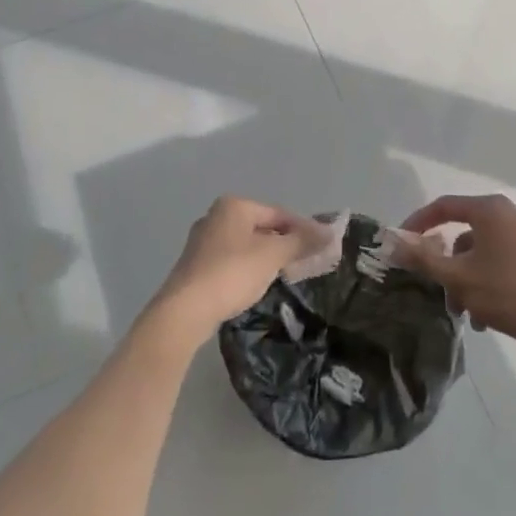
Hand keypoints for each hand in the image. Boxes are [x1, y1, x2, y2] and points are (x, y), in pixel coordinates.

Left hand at [155, 196, 329, 338]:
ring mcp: (203, 241)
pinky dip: (249, 268)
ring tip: (286, 274)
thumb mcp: (273, 255)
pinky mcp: (196, 265)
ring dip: (267, 257)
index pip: (279, 213)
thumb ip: (301, 242)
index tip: (322, 246)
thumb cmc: (232, 272)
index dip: (303, 229)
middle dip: (285, 243)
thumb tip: (330, 232)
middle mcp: (216, 216)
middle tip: (307, 261)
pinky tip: (257, 284)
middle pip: (262, 227)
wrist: (185, 310)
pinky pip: (232, 260)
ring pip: (246, 244)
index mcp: (234, 205)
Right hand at [396, 194, 515, 357]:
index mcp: (491, 210)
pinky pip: (503, 260)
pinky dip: (488, 280)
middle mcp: (511, 213)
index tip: (402, 242)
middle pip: (465, 233)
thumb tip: (394, 242)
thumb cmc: (509, 294)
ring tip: (467, 314)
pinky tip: (487, 315)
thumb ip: (423, 259)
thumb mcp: (459, 279)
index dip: (419, 223)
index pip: (444, 206)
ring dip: (468, 279)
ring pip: (483, 251)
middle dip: (448, 266)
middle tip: (440, 292)